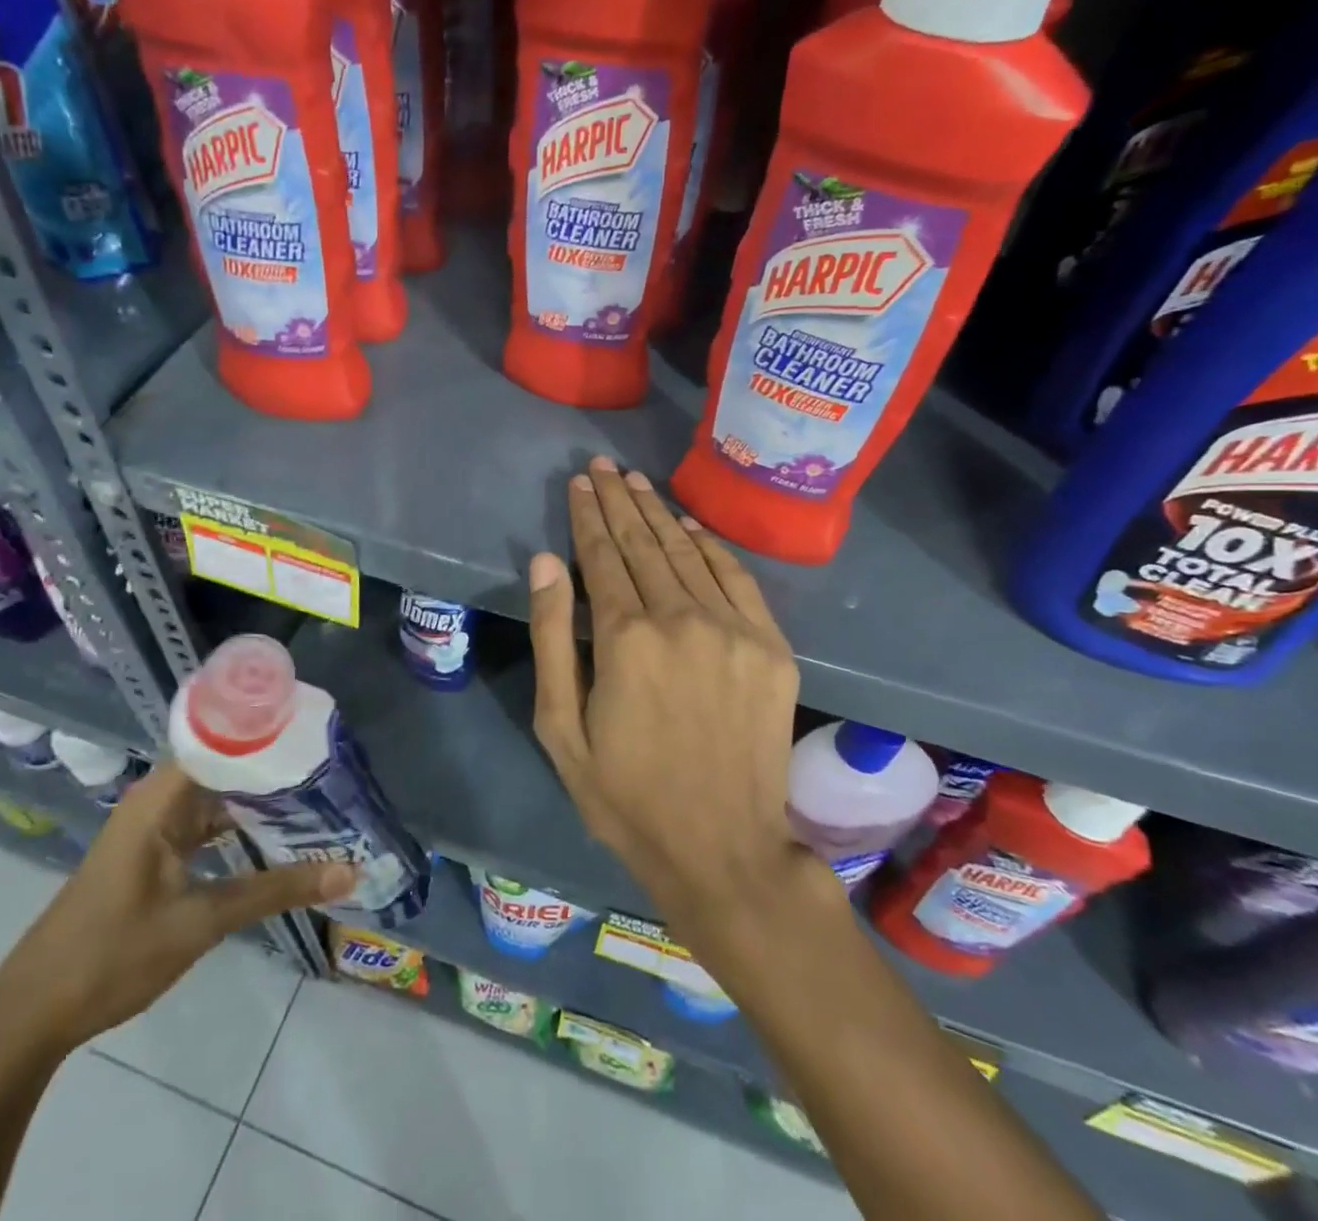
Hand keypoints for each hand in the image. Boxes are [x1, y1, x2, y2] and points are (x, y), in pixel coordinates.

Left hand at [0, 765, 353, 1050]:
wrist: (31, 1015)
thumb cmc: (113, 955)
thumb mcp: (202, 921)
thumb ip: (276, 891)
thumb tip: (350, 871)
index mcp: (162, 797)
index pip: (226, 741)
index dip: (272, 735)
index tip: (318, 736)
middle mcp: (158, 800)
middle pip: (226, 766)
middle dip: (277, 770)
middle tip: (332, 772)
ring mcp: (153, 827)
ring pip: (218, 797)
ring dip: (260, 801)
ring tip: (317, 799)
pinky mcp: (152, 853)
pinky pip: (205, 824)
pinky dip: (239, 827)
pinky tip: (276, 838)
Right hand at [527, 456, 812, 942]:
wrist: (723, 849)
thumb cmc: (625, 794)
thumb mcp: (561, 727)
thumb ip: (553, 637)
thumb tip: (546, 562)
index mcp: (626, 639)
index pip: (602, 556)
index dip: (588, 516)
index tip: (580, 482)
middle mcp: (681, 619)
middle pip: (643, 543)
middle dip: (620, 500)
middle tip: (605, 466)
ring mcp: (734, 630)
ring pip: (688, 553)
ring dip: (660, 514)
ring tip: (638, 483)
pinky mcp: (771, 648)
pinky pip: (737, 579)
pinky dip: (710, 547)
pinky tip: (690, 527)